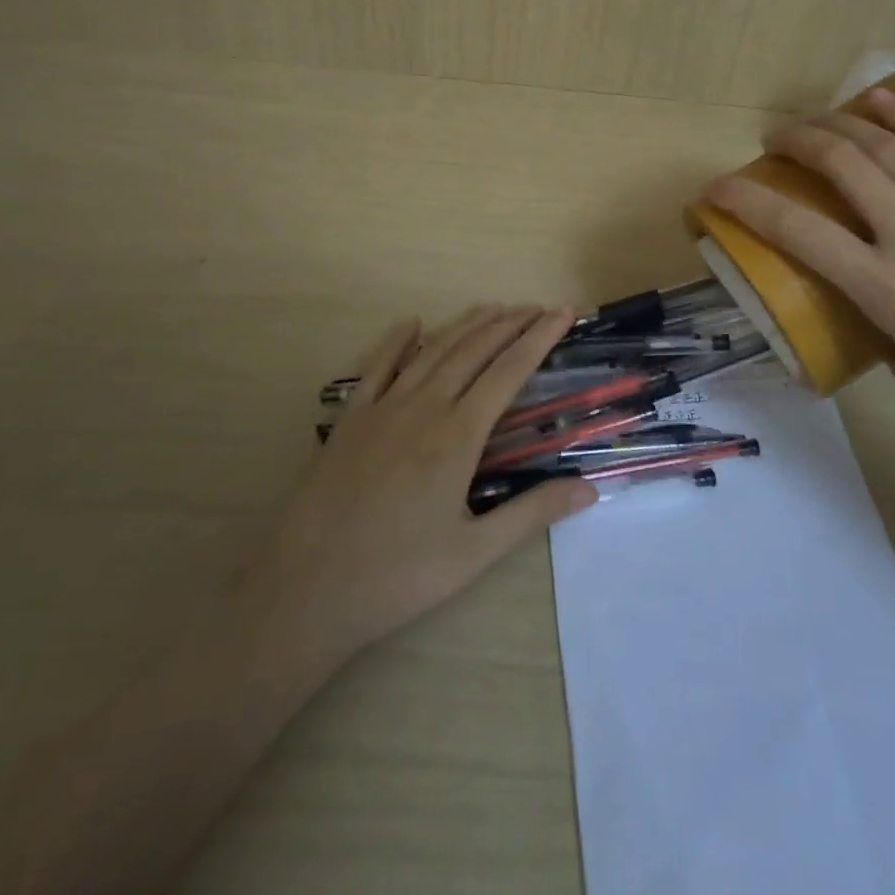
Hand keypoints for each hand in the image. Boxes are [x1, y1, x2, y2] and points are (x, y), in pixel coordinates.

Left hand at [251, 306, 596, 668]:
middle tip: (537, 306)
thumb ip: (532, 514)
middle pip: (474, 350)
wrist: (305, 588)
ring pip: (433, 351)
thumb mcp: (474, 553)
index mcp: (457, 436)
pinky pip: (377, 366)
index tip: (562, 313)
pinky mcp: (350, 418)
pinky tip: (412, 324)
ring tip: (494, 307)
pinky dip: (398, 341)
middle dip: (509, 323)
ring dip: (466, 325)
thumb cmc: (396, 575)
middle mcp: (423, 408)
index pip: (509, 372)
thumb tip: (590, 487)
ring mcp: (382, 408)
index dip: (539, 338)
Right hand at [704, 88, 894, 509]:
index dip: (746, 205)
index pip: (802, 235)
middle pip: (849, 168)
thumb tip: (877, 308)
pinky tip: (884, 104)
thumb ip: (891, 339)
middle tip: (771, 142)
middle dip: (797, 143)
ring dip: (846, 122)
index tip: (713, 190)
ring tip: (816, 119)